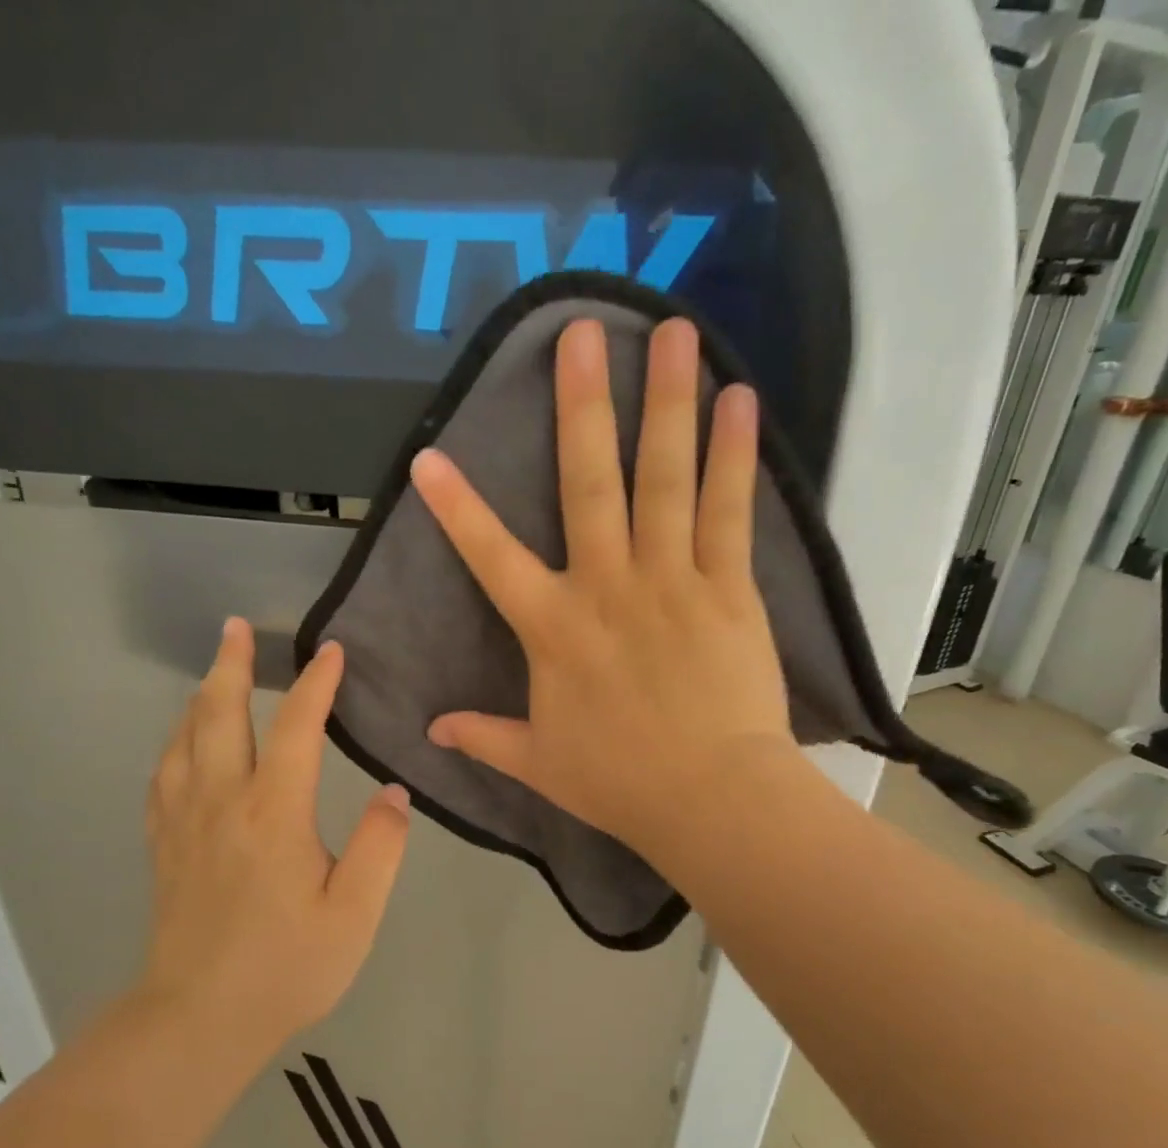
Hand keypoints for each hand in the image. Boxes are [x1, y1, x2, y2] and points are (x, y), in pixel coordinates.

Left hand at [143, 621, 410, 1051]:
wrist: (198, 1019)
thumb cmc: (287, 967)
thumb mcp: (354, 914)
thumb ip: (379, 847)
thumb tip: (393, 793)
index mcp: (273, 814)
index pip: (297, 728)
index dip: (316, 685)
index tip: (331, 652)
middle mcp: (222, 802)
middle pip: (219, 714)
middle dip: (231, 665)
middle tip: (237, 626)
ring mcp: (184, 822)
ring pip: (184, 738)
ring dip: (201, 696)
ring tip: (215, 671)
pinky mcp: (164, 845)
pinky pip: (164, 774)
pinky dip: (176, 741)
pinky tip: (184, 740)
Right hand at [412, 316, 794, 855]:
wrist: (709, 797)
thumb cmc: (619, 782)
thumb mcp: (538, 763)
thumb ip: (484, 737)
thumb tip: (430, 730)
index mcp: (553, 629)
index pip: (491, 559)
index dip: (457, 509)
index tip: (429, 456)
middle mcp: (607, 586)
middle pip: (589, 484)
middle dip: (582, 406)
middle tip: (581, 332)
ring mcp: (671, 579)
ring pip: (664, 478)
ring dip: (667, 401)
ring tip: (674, 331)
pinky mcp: (728, 587)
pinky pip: (728, 510)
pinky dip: (732, 454)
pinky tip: (739, 399)